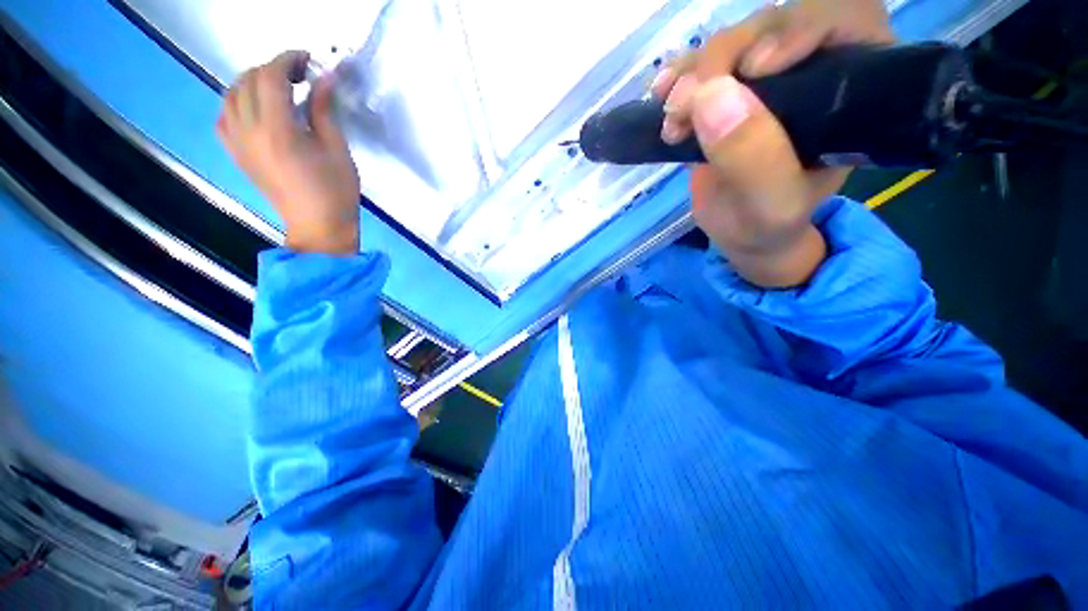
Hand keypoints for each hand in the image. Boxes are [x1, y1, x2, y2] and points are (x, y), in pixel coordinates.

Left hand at [217, 51, 360, 255]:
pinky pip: (224, 115)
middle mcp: (248, 131)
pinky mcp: (236, 153)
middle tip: (299, 75)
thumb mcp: (337, 150)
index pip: (271, 77)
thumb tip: (323, 79)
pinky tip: (256, 108)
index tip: (307, 59)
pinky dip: (237, 102)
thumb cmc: (335, 192)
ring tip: (278, 88)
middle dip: (272, 68)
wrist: (318, 227)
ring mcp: (237, 142)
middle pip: (248, 80)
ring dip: (253, 81)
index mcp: (277, 130)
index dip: (288, 60)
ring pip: (231, 94)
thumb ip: (323, 111)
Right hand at [652, 0, 894, 286]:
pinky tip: (661, 96)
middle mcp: (816, 72)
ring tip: (671, 115)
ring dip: (696, 71)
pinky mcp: (731, 87)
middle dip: (728, 56)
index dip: (803, 28)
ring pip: (736, 38)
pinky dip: (679, 74)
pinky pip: (705, 60)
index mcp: (851, 96)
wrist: (738, 232)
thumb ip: (752, 158)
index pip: (847, 24)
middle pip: (779, 22)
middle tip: (685, 103)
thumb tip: (710, 94)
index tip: (756, 68)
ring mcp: (769, 75)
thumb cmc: (764, 224)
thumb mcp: (767, 204)